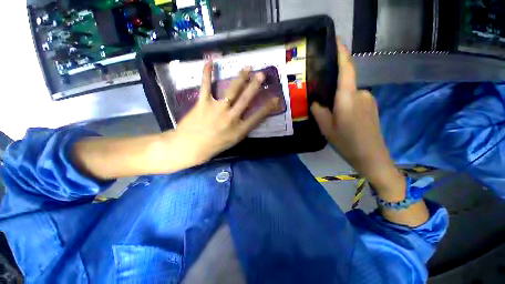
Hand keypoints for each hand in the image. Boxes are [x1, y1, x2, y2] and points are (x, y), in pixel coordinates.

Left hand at [174, 61, 279, 164]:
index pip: (258, 116)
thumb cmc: (213, 146)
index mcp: (239, 129)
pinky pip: (206, 86)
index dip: (268, 107)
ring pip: (232, 90)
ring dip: (241, 78)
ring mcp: (217, 109)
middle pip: (246, 99)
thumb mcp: (232, 141)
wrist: (190, 147)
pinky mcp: (203, 103)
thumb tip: (248, 118)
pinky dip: (207, 73)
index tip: (276, 98)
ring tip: (248, 67)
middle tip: (262, 75)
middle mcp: (231, 117)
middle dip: (255, 86)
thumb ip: (242, 128)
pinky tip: (209, 61)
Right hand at [310, 39, 404, 199]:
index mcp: (348, 97)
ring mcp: (369, 100)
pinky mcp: (371, 107)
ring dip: (339, 101)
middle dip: (333, 90)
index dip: (342, 53)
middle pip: (344, 84)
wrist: (371, 156)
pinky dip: (346, 104)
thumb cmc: (346, 141)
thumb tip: (316, 101)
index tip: (337, 41)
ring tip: (332, 115)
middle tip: (322, 104)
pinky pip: (355, 100)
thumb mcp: (326, 127)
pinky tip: (342, 119)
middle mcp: (361, 93)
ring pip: (349, 94)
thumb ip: (319, 111)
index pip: (346, 69)